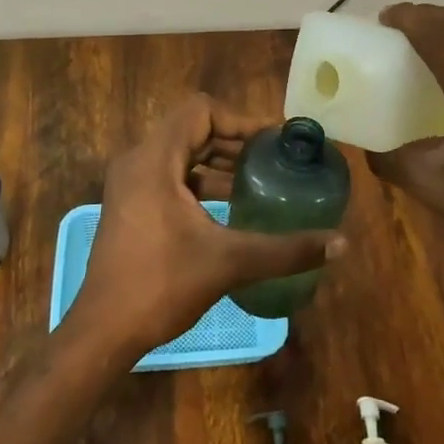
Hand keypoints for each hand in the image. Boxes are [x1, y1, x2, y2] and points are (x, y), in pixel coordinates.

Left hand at [67, 94, 348, 359]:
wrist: (103, 332)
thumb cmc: (161, 285)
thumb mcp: (228, 262)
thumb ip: (286, 249)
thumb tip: (340, 243)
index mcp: (154, 159)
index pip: (200, 111)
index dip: (240, 120)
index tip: (273, 141)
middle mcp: (138, 161)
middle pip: (192, 129)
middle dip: (234, 140)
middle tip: (273, 158)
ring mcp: (130, 184)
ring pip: (181, 154)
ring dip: (218, 161)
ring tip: (259, 180)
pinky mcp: (131, 205)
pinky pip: (171, 176)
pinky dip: (201, 182)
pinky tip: (231, 207)